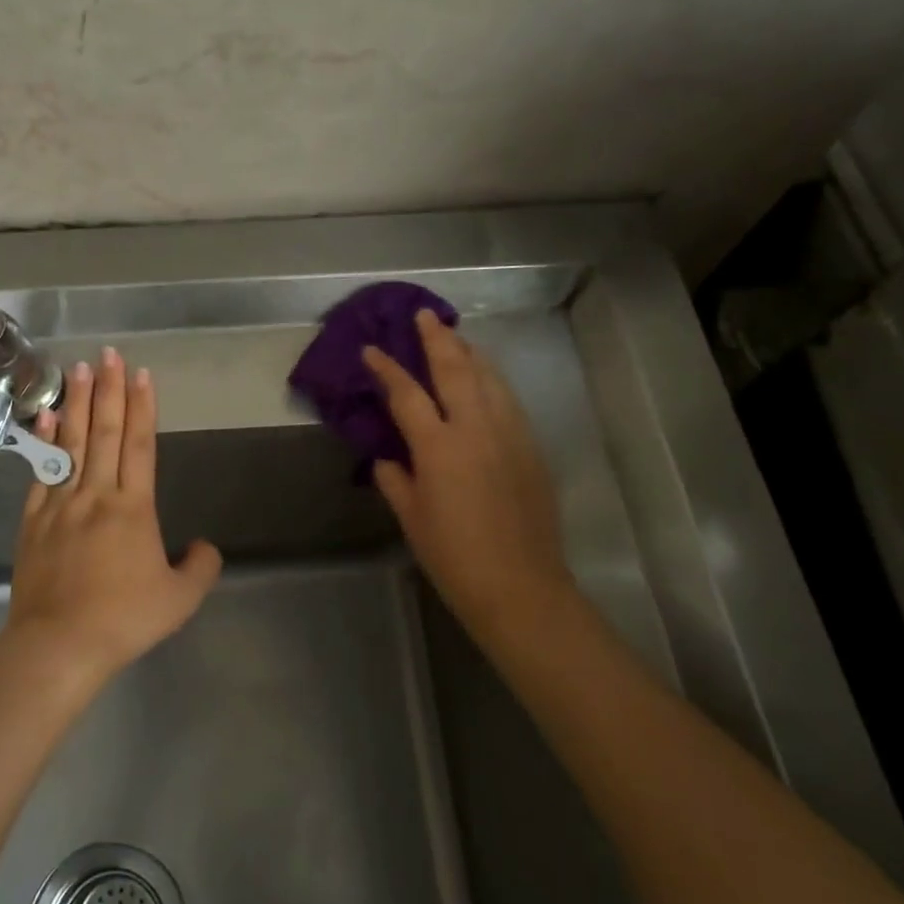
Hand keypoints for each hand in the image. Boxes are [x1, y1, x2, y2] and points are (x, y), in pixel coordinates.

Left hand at [7, 347, 223, 682]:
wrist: (59, 645)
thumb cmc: (124, 619)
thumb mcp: (179, 599)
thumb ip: (200, 567)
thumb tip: (205, 546)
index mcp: (133, 507)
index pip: (139, 445)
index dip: (142, 407)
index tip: (141, 374)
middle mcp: (97, 494)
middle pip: (105, 432)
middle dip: (109, 390)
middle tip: (110, 353)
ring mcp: (61, 504)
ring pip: (72, 443)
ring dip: (77, 403)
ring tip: (78, 369)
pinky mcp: (33, 520)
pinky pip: (41, 471)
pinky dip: (46, 441)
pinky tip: (47, 417)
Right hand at [363, 310, 574, 640]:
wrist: (521, 588)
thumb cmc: (454, 557)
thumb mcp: (411, 518)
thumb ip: (394, 479)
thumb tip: (388, 457)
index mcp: (439, 447)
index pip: (407, 394)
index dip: (387, 368)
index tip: (371, 349)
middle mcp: (477, 429)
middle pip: (456, 369)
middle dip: (437, 339)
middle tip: (424, 315)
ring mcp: (510, 435)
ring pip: (490, 377)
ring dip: (469, 352)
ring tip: (455, 336)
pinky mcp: (532, 448)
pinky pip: (508, 400)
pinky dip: (492, 380)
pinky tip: (485, 379)